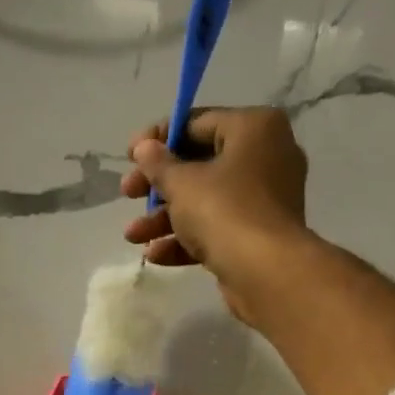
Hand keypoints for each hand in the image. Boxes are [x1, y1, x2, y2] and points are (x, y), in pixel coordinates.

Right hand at [119, 107, 310, 324]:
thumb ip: (158, 163)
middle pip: (200, 165)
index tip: (130, 155)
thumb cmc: (224, 211)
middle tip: (127, 194)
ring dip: (164, 219)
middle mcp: (266, 157)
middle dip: (158, 185)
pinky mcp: (258, 235)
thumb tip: (144, 147)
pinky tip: (156, 255)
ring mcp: (264, 200)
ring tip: (132, 237)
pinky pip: (218, 229)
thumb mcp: (182, 183)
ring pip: (206, 201)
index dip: (159, 138)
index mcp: (254, 128)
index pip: (198, 122)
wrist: (266, 272)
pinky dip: (188, 239)